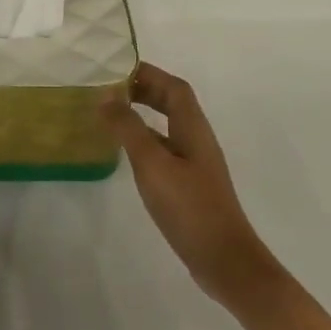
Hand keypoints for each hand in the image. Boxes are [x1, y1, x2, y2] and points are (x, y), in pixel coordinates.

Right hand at [102, 63, 285, 312]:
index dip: (148, 73)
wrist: (224, 260)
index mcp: (193, 128)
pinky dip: (146, 140)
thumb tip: (105, 94)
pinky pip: (166, 149)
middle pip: (173, 103)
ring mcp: (196, 164)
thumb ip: (128, 127)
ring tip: (112, 115)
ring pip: (168, 126)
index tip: (116, 70)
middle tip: (109, 90)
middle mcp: (197, 139)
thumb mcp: (152, 163)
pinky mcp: (191, 185)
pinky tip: (127, 154)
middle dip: (144, 90)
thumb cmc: (189, 207)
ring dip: (143, 114)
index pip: (174, 87)